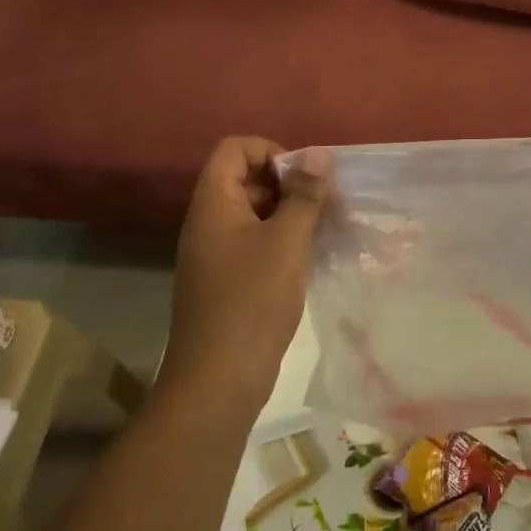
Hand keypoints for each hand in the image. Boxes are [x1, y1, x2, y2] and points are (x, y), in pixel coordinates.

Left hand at [163, 138, 331, 409]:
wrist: (218, 381)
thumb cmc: (252, 301)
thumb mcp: (287, 241)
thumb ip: (304, 195)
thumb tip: (318, 153)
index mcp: (214, 203)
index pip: (235, 149)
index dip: (271, 151)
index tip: (303, 179)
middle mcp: (209, 221)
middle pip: (245, 177)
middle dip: (287, 183)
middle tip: (322, 205)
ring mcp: (215, 252)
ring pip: (254, 212)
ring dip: (288, 213)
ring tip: (322, 230)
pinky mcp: (226, 279)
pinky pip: (254, 242)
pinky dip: (281, 240)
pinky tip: (307, 259)